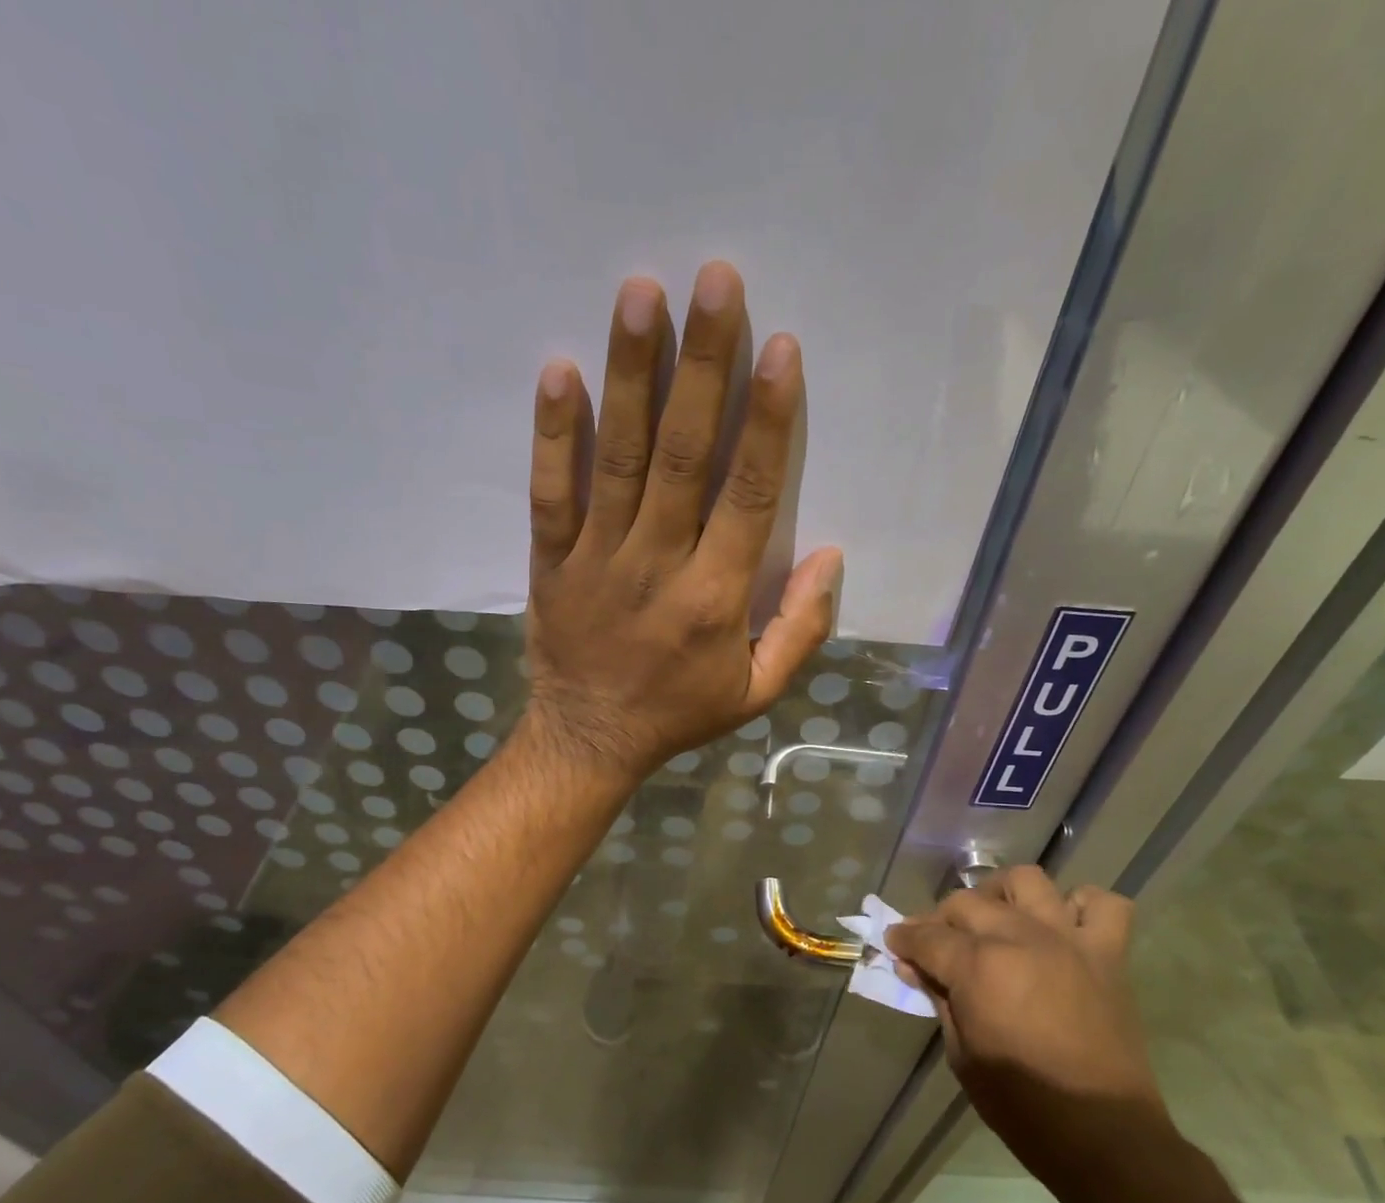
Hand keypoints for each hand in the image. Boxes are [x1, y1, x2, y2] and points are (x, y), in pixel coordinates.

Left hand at [519, 262, 842, 784]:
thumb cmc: (680, 713)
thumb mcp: (758, 692)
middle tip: (714, 280)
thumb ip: (802, 628)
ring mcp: (597, 558)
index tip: (779, 349)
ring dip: (631, 374)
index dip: (766, 420)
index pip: (748, 495)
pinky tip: (558, 371)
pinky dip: (552, 434)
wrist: (589, 740)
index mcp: (715, 597)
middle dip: (702, 365)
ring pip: (617, 458)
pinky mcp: (551, 560)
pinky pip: (550, 492)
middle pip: (682, 454)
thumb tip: (833, 555)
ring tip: (640, 294)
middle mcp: (657, 564)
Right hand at [886, 867, 1169, 1184]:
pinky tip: (1062, 927)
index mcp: (980, 967)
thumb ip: (938, 999)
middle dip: (940, 918)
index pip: (926, 936)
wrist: (1102, 1136)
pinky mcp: (1107, 954)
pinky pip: (1102, 904)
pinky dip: (1079, 906)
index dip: (903, 939)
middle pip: (967, 903)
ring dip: (1002, 895)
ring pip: (1028, 882)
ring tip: (995, 920)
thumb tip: (914, 968)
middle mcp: (1022, 939)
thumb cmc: (1021, 1104)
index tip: (894, 943)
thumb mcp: (961, 1054)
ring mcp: (1068, 941)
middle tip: (934, 943)